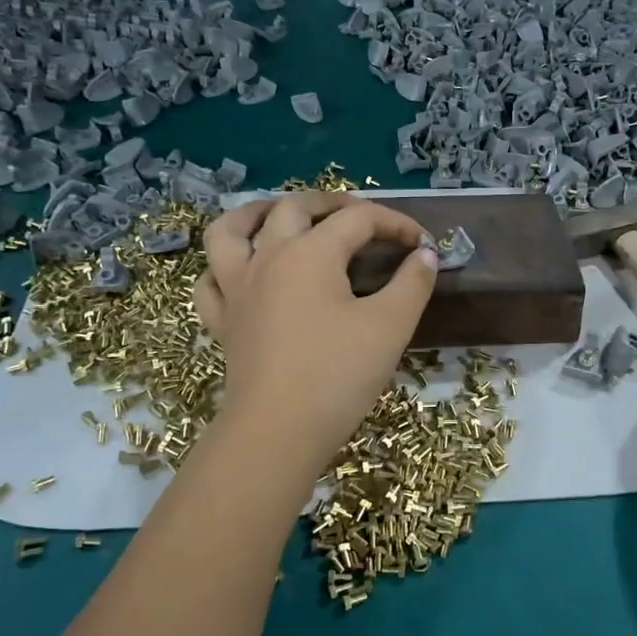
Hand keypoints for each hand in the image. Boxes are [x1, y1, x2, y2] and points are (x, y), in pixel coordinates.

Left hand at [193, 192, 438, 473]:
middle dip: (333, 204)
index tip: (422, 245)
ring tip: (280, 216)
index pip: (359, 219)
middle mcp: (268, 258)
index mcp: (310, 253)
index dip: (396, 224)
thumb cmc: (338, 375)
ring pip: (231, 231)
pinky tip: (243, 273)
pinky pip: (211, 281)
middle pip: (295, 207)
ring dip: (257, 214)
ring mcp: (237, 289)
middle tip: (362, 218)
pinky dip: (224, 268)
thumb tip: (425, 255)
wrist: (278, 431)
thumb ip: (412, 283)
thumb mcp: (390, 326)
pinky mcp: (223, 322)